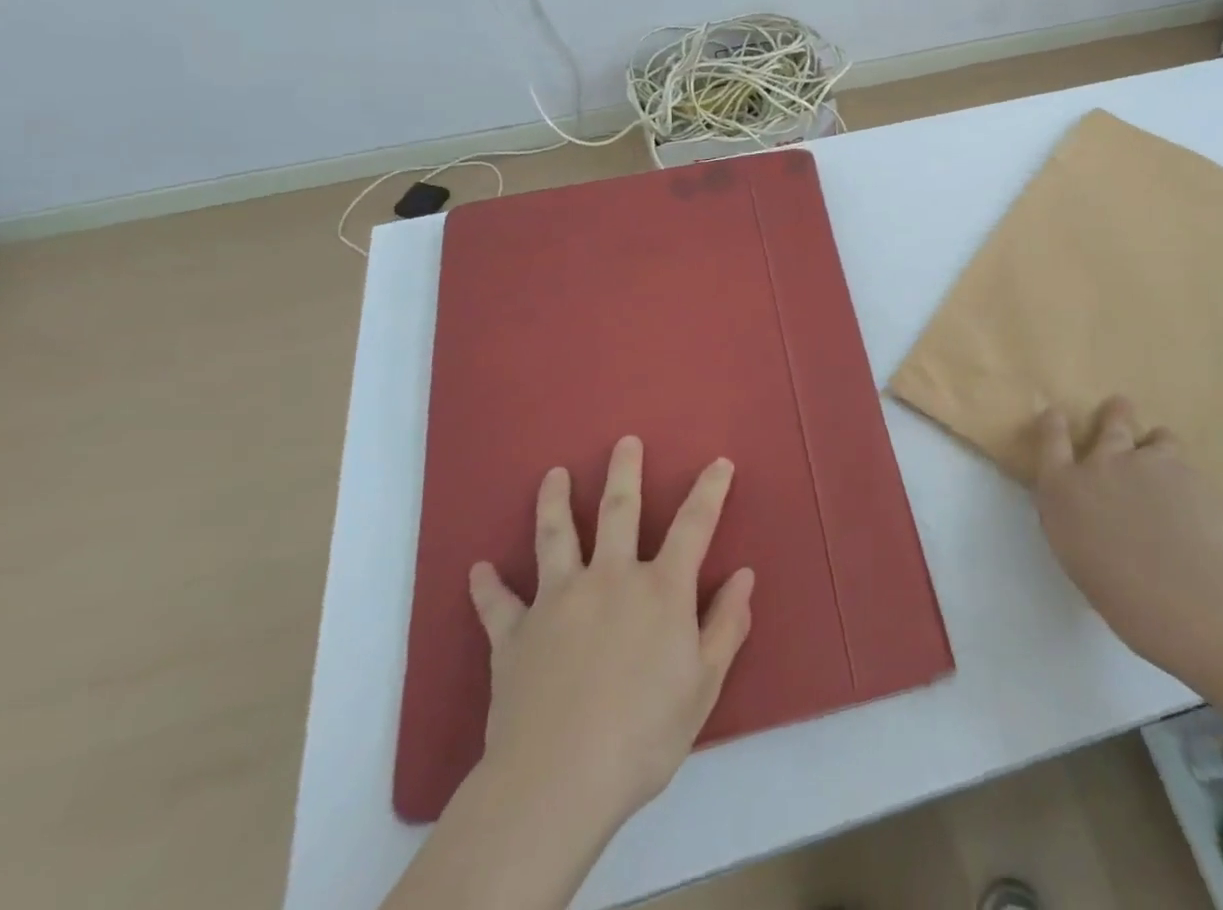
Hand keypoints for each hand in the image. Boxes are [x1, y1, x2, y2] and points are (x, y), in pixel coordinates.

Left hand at [465, 436, 755, 832]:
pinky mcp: (515, 634)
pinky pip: (498, 605)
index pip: (694, 524)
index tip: (720, 463)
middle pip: (618, 510)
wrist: (557, 782)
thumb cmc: (643, 735)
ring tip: (552, 474)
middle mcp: (610, 578)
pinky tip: (478, 570)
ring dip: (553, 502)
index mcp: (660, 590)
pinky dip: (488, 587)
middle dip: (624, 472)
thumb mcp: (703, 686)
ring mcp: (557, 601)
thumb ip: (725, 625)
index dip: (710, 490)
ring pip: (554, 536)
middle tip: (624, 441)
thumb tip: (744, 575)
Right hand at [1032, 396, 1222, 682]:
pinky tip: (1196, 502)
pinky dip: (1185, 476)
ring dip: (1156, 446)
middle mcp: (1100, 464)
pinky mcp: (1187, 470)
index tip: (1056, 415)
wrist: (1193, 599)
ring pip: (1154, 436)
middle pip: (1108, 423)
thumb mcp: (1081, 561)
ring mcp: (1145, 461)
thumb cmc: (1126, 601)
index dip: (1053, 423)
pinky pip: (1183, 462)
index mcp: (1063, 491)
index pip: (1050, 440)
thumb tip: (1094, 518)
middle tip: (1121, 409)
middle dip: (1116, 414)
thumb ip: (1081, 526)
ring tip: (1166, 463)